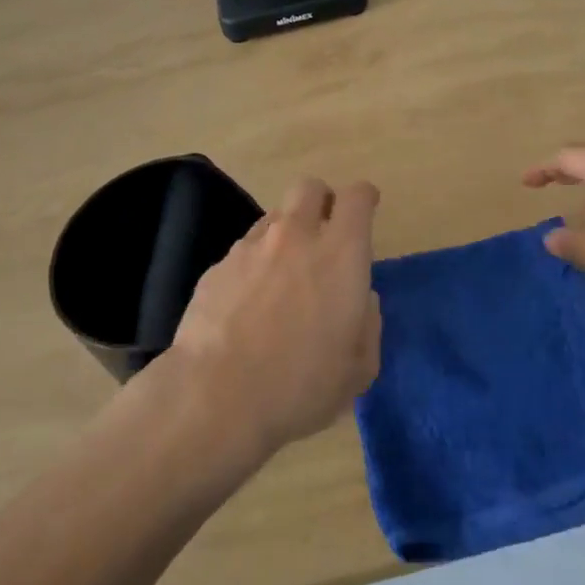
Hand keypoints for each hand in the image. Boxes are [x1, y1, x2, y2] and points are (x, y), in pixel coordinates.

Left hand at [166, 177, 381, 457]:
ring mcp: (250, 248)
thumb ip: (368, 323)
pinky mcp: (217, 267)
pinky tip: (249, 303)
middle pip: (310, 187)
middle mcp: (295, 237)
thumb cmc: (301, 385)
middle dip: (322, 201)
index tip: (366, 210)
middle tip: (325, 235)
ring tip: (284, 276)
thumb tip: (361, 300)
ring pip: (274, 217)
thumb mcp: (359, 368)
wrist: (216, 397)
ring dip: (287, 234)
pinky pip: (244, 250)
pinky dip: (254, 264)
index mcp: (340, 254)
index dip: (364, 199)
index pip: (357, 197)